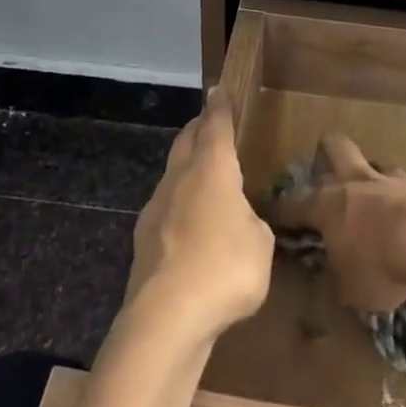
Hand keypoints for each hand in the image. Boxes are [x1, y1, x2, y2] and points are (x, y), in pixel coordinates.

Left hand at [125, 88, 274, 344]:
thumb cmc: (224, 268)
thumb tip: (240, 222)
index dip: (220, 107)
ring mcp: (157, 208)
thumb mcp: (260, 244)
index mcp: (212, 169)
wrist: (166, 316)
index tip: (218, 90)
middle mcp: (180, 179)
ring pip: (173, 173)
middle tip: (209, 123)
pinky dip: (180, 205)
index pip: (216, 126)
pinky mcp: (144, 240)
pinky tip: (190, 224)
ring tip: (203, 175)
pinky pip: (166, 208)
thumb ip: (252, 224)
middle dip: (199, 128)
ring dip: (187, 167)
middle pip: (187, 141)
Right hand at [269, 135, 405, 313]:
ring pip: (375, 166)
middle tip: (328, 179)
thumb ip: (332, 285)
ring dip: (373, 183)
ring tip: (379, 209)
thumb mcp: (348, 292)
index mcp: (327, 205)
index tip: (271, 215)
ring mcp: (394, 179)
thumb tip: (323, 288)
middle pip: (334, 148)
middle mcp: (356, 182)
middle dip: (327, 157)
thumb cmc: (382, 266)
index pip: (292, 203)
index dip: (280, 210)